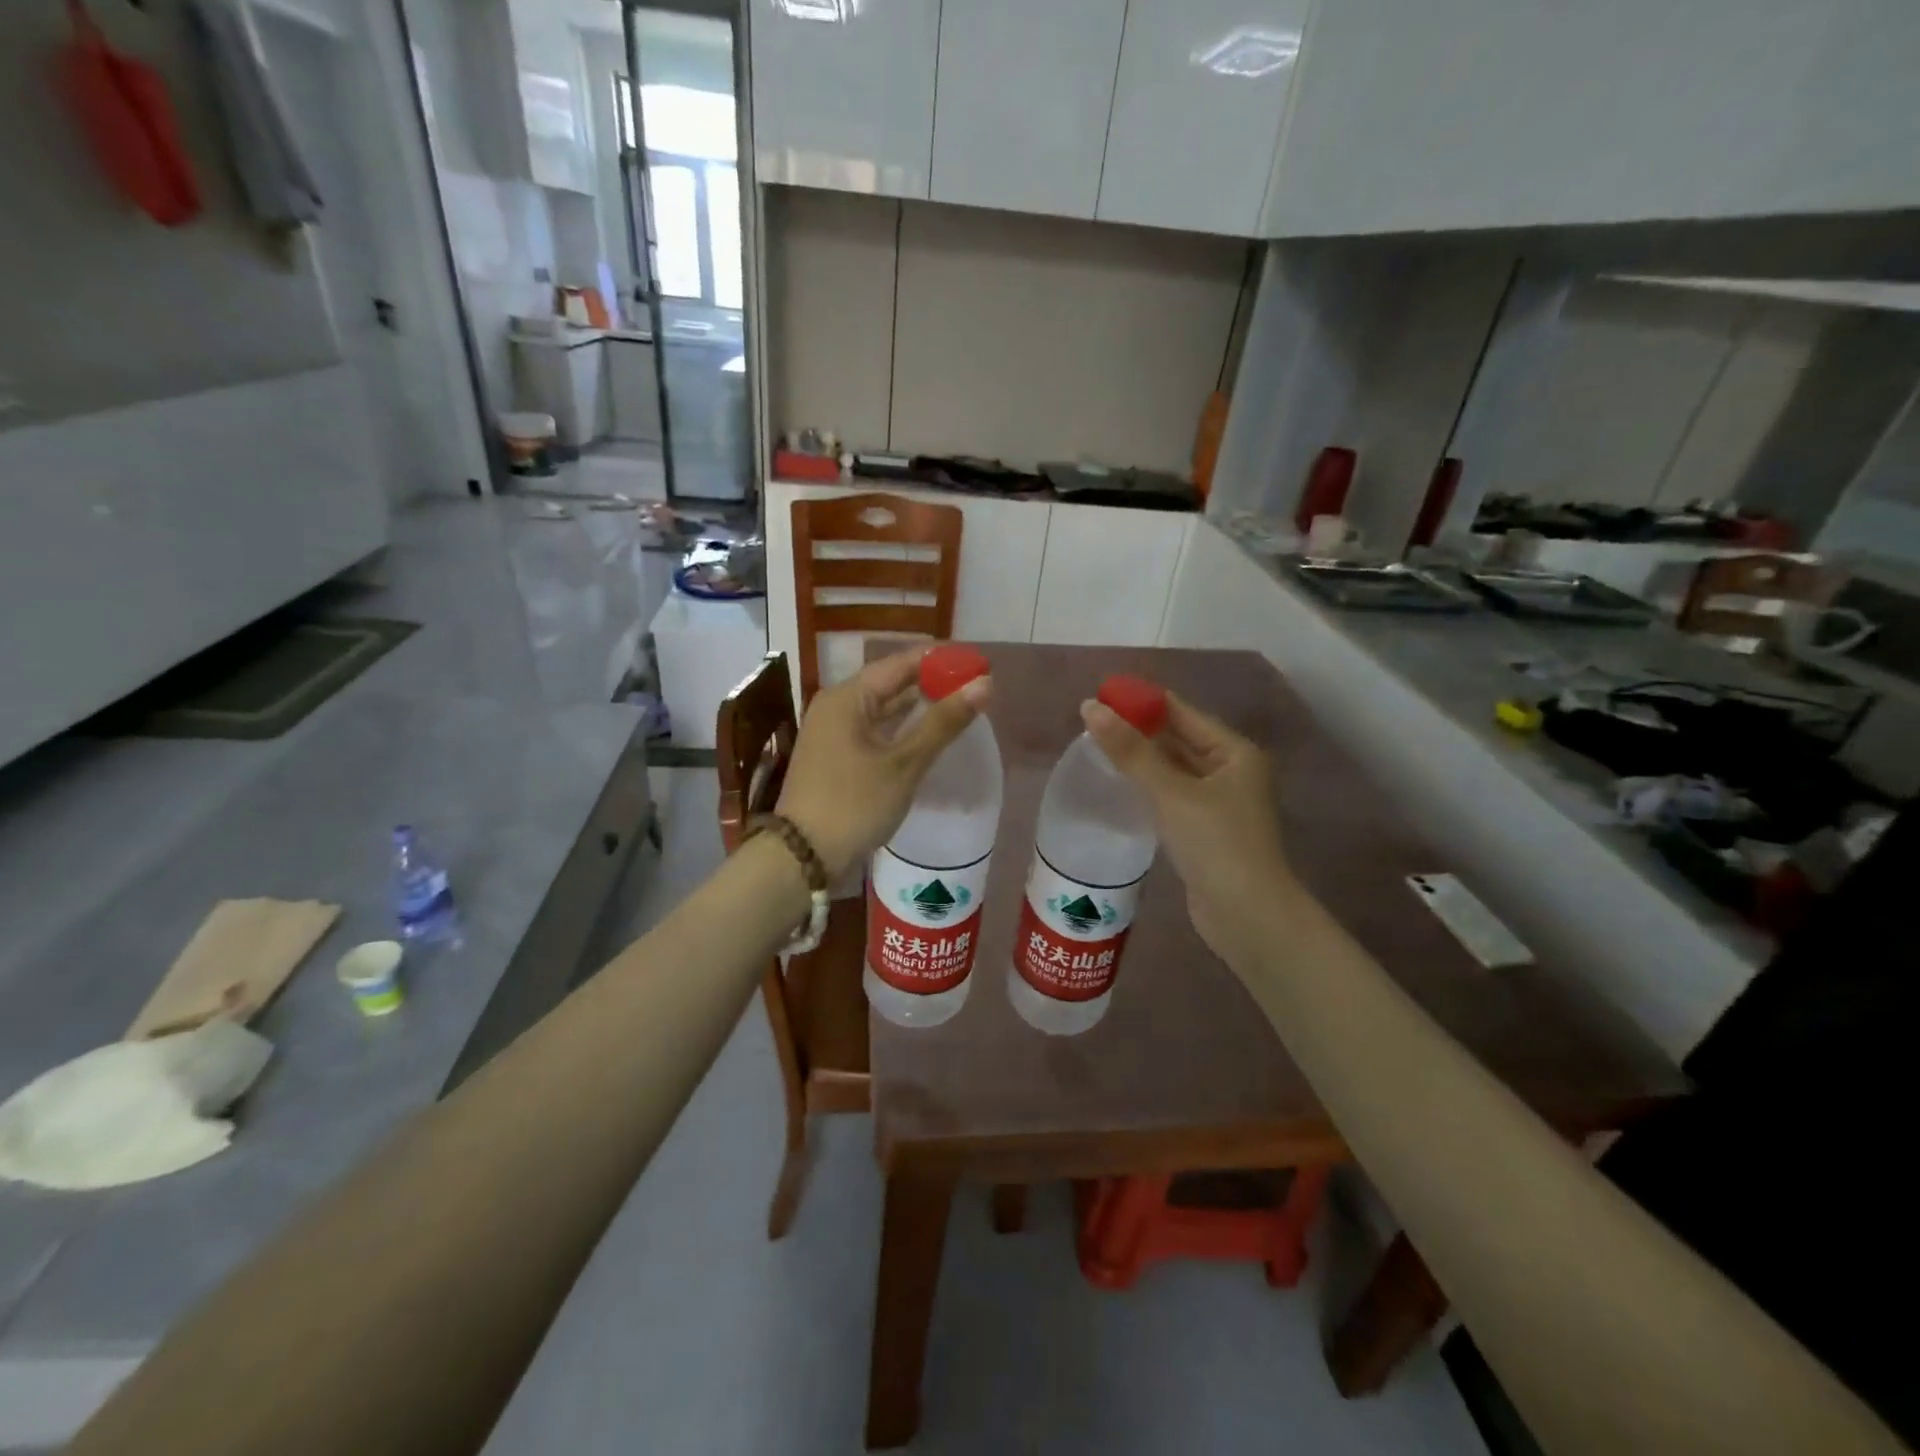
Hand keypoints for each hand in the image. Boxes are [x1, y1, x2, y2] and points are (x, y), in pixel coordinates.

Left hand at [778, 648, 989, 880]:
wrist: (803, 856)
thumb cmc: (854, 804)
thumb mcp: (904, 763)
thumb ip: (943, 722)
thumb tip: (985, 684)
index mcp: (847, 697)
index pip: (901, 663)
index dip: (941, 660)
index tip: (978, 662)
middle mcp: (837, 705)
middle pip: (891, 682)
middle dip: (932, 682)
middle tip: (976, 685)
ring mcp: (834, 732)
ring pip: (883, 707)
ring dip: (919, 706)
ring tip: (960, 704)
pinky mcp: (837, 755)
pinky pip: (875, 729)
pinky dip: (902, 728)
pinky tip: (928, 733)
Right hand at [1080, 691, 1294, 966]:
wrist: (1246, 915)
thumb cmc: (1215, 843)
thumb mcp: (1170, 792)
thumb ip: (1130, 750)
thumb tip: (1089, 708)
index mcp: (1235, 753)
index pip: (1183, 713)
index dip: (1143, 702)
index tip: (1102, 695)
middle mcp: (1232, 772)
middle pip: (1179, 740)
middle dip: (1139, 731)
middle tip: (1092, 723)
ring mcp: (1220, 804)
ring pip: (1174, 770)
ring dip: (1141, 760)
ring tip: (1098, 749)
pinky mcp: (1206, 831)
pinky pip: (1172, 797)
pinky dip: (1148, 788)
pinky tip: (1120, 786)